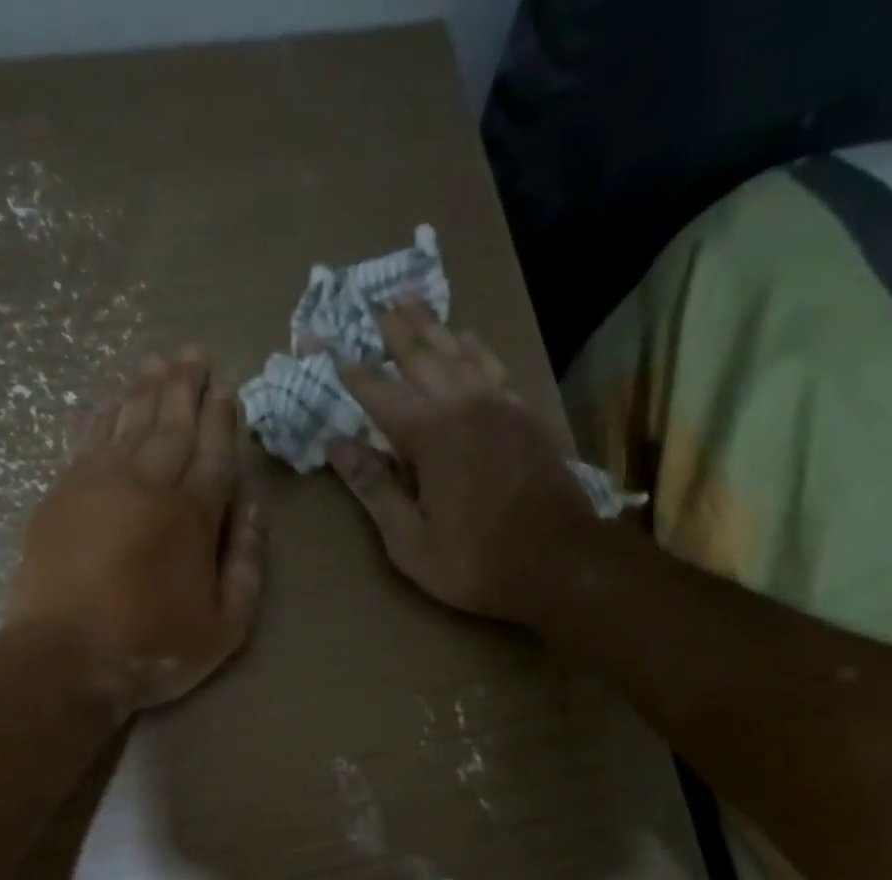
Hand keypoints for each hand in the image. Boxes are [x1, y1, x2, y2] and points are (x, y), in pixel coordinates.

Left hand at [10, 349, 262, 717]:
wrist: (65, 658)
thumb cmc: (154, 648)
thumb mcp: (226, 626)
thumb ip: (246, 563)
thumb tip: (253, 507)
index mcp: (192, 518)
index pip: (213, 453)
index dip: (222, 419)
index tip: (227, 389)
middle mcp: (147, 486)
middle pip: (171, 425)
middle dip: (185, 387)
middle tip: (194, 354)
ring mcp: (98, 484)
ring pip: (128, 422)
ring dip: (146, 388)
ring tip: (160, 361)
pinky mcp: (62, 493)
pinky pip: (88, 438)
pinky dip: (104, 413)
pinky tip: (114, 398)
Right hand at [328, 305, 601, 627]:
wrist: (561, 563)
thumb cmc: (476, 562)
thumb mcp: (410, 542)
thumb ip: (375, 490)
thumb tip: (337, 447)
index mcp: (429, 436)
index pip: (379, 393)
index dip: (353, 372)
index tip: (330, 349)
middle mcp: (464, 406)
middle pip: (422, 357)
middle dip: (395, 332)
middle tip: (374, 306)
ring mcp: (501, 405)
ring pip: (460, 353)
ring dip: (433, 327)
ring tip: (412, 303)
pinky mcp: (527, 415)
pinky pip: (495, 367)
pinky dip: (476, 348)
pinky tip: (469, 338)